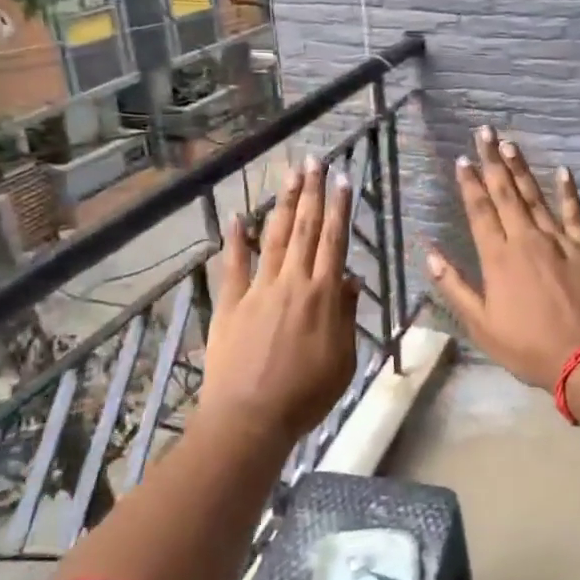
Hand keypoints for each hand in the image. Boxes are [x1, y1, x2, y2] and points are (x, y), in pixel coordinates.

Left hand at [200, 156, 361, 440]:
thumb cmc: (305, 395)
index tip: (342, 180)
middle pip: (304, 229)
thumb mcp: (343, 359)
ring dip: (283, 205)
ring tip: (289, 175)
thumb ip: (346, 316)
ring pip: (274, 238)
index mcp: (323, 296)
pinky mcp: (231, 304)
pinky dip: (236, 239)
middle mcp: (292, 283)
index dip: (339, 209)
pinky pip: (233, 265)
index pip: (334, 242)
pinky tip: (238, 216)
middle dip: (311, 193)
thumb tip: (349, 280)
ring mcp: (258, 290)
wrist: (250, 418)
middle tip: (314, 161)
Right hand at [426, 128, 579, 391]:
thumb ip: (455, 287)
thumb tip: (431, 254)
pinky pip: (574, 213)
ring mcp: (559, 241)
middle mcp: (527, 240)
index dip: (471, 184)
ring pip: (536, 197)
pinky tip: (562, 171)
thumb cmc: (529, 347)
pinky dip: (568, 191)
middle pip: (507, 193)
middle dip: (493, 161)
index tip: (463, 160)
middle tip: (485, 132)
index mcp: (499, 258)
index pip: (480, 212)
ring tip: (511, 144)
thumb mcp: (481, 326)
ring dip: (522, 169)